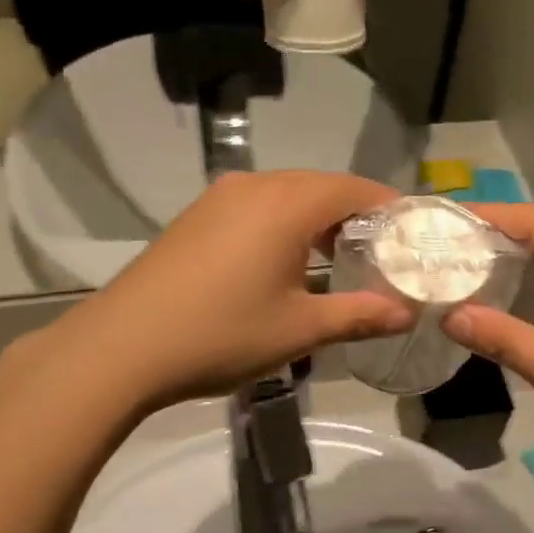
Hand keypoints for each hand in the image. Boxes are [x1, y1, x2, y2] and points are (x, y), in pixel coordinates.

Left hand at [38, 172, 415, 410]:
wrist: (121, 346)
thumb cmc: (221, 334)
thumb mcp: (299, 330)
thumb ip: (359, 316)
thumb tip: (407, 314)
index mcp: (287, 204)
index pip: (354, 188)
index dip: (388, 207)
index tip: (412, 235)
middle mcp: (255, 186)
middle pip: (321, 186)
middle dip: (355, 214)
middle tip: (380, 253)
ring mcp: (220, 197)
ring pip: (287, 194)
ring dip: (318, 218)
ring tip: (336, 260)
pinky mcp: (197, 215)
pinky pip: (257, 204)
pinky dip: (284, 222)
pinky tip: (283, 261)